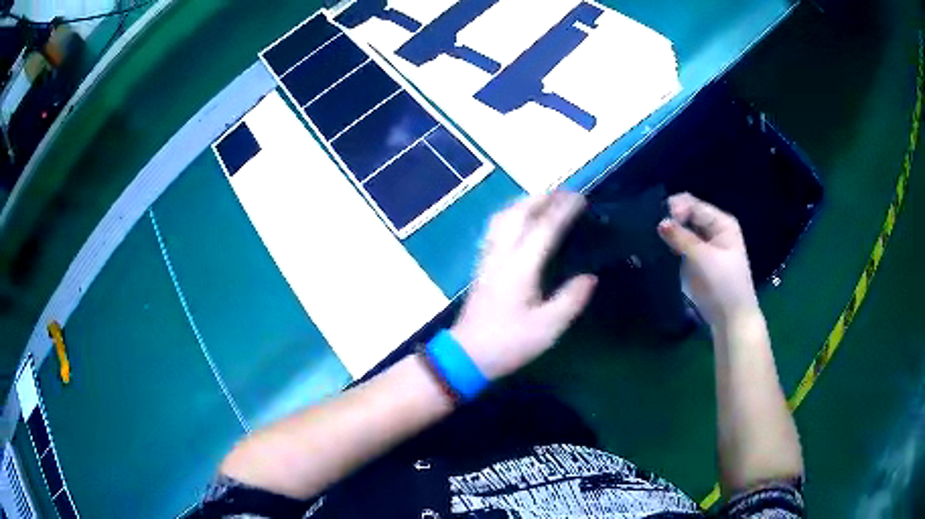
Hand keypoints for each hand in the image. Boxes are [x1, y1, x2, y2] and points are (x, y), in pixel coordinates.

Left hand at [451, 192, 596, 378]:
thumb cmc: (509, 343)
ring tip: (544, 200)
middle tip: (564, 192)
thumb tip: (590, 277)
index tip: (580, 197)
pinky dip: (511, 215)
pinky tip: (519, 221)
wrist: (467, 355)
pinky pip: (496, 228)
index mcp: (521, 267)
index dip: (563, 210)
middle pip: (519, 213)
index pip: (544, 228)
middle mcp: (502, 255)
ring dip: (524, 203)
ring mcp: (488, 259)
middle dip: (542, 198)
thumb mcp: (548, 327)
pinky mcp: (482, 266)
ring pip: (503, 218)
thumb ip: (571, 299)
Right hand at [657, 193, 759, 327]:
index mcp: (721, 223)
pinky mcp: (696, 261)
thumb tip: (660, 222)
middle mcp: (713, 230)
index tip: (660, 224)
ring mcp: (704, 246)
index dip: (676, 209)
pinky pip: (680, 247)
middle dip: (670, 220)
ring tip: (651, 239)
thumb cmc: (724, 285)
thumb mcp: (703, 259)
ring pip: (682, 231)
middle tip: (652, 230)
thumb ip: (681, 238)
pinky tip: (657, 249)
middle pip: (687, 215)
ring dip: (669, 234)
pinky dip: (670, 246)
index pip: (693, 205)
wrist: (731, 319)